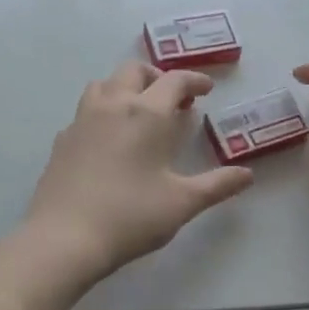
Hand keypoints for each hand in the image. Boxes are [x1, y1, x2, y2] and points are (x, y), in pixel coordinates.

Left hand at [24, 61, 253, 284]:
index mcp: (146, 113)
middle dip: (157, 77)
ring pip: (104, 84)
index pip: (174, 80)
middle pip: (134, 71)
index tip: (206, 89)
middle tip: (173, 99)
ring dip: (125, 87)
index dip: (194, 80)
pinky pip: (85, 110)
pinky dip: (103, 111)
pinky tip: (109, 139)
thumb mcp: (182, 203)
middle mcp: (112, 105)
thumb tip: (247, 175)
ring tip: (139, 111)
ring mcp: (82, 120)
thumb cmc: (130, 216)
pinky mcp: (62, 140)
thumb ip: (217, 185)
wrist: (64, 238)